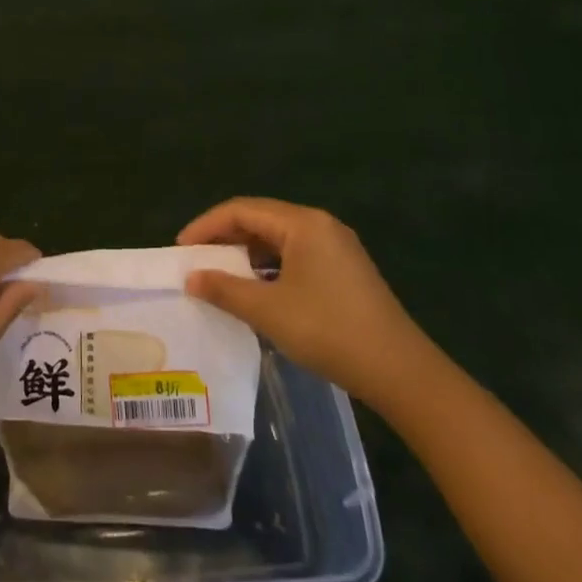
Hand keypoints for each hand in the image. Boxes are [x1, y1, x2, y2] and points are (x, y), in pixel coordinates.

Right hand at [178, 197, 432, 409]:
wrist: (400, 372)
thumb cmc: (329, 331)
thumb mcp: (268, 310)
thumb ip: (224, 289)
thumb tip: (191, 278)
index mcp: (303, 223)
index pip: (241, 210)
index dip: (206, 226)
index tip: (180, 249)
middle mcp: (320, 225)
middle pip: (260, 220)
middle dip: (224, 239)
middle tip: (196, 261)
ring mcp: (336, 248)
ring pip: (278, 239)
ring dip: (246, 255)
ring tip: (220, 277)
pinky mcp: (344, 271)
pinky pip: (295, 256)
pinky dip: (269, 267)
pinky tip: (256, 291)